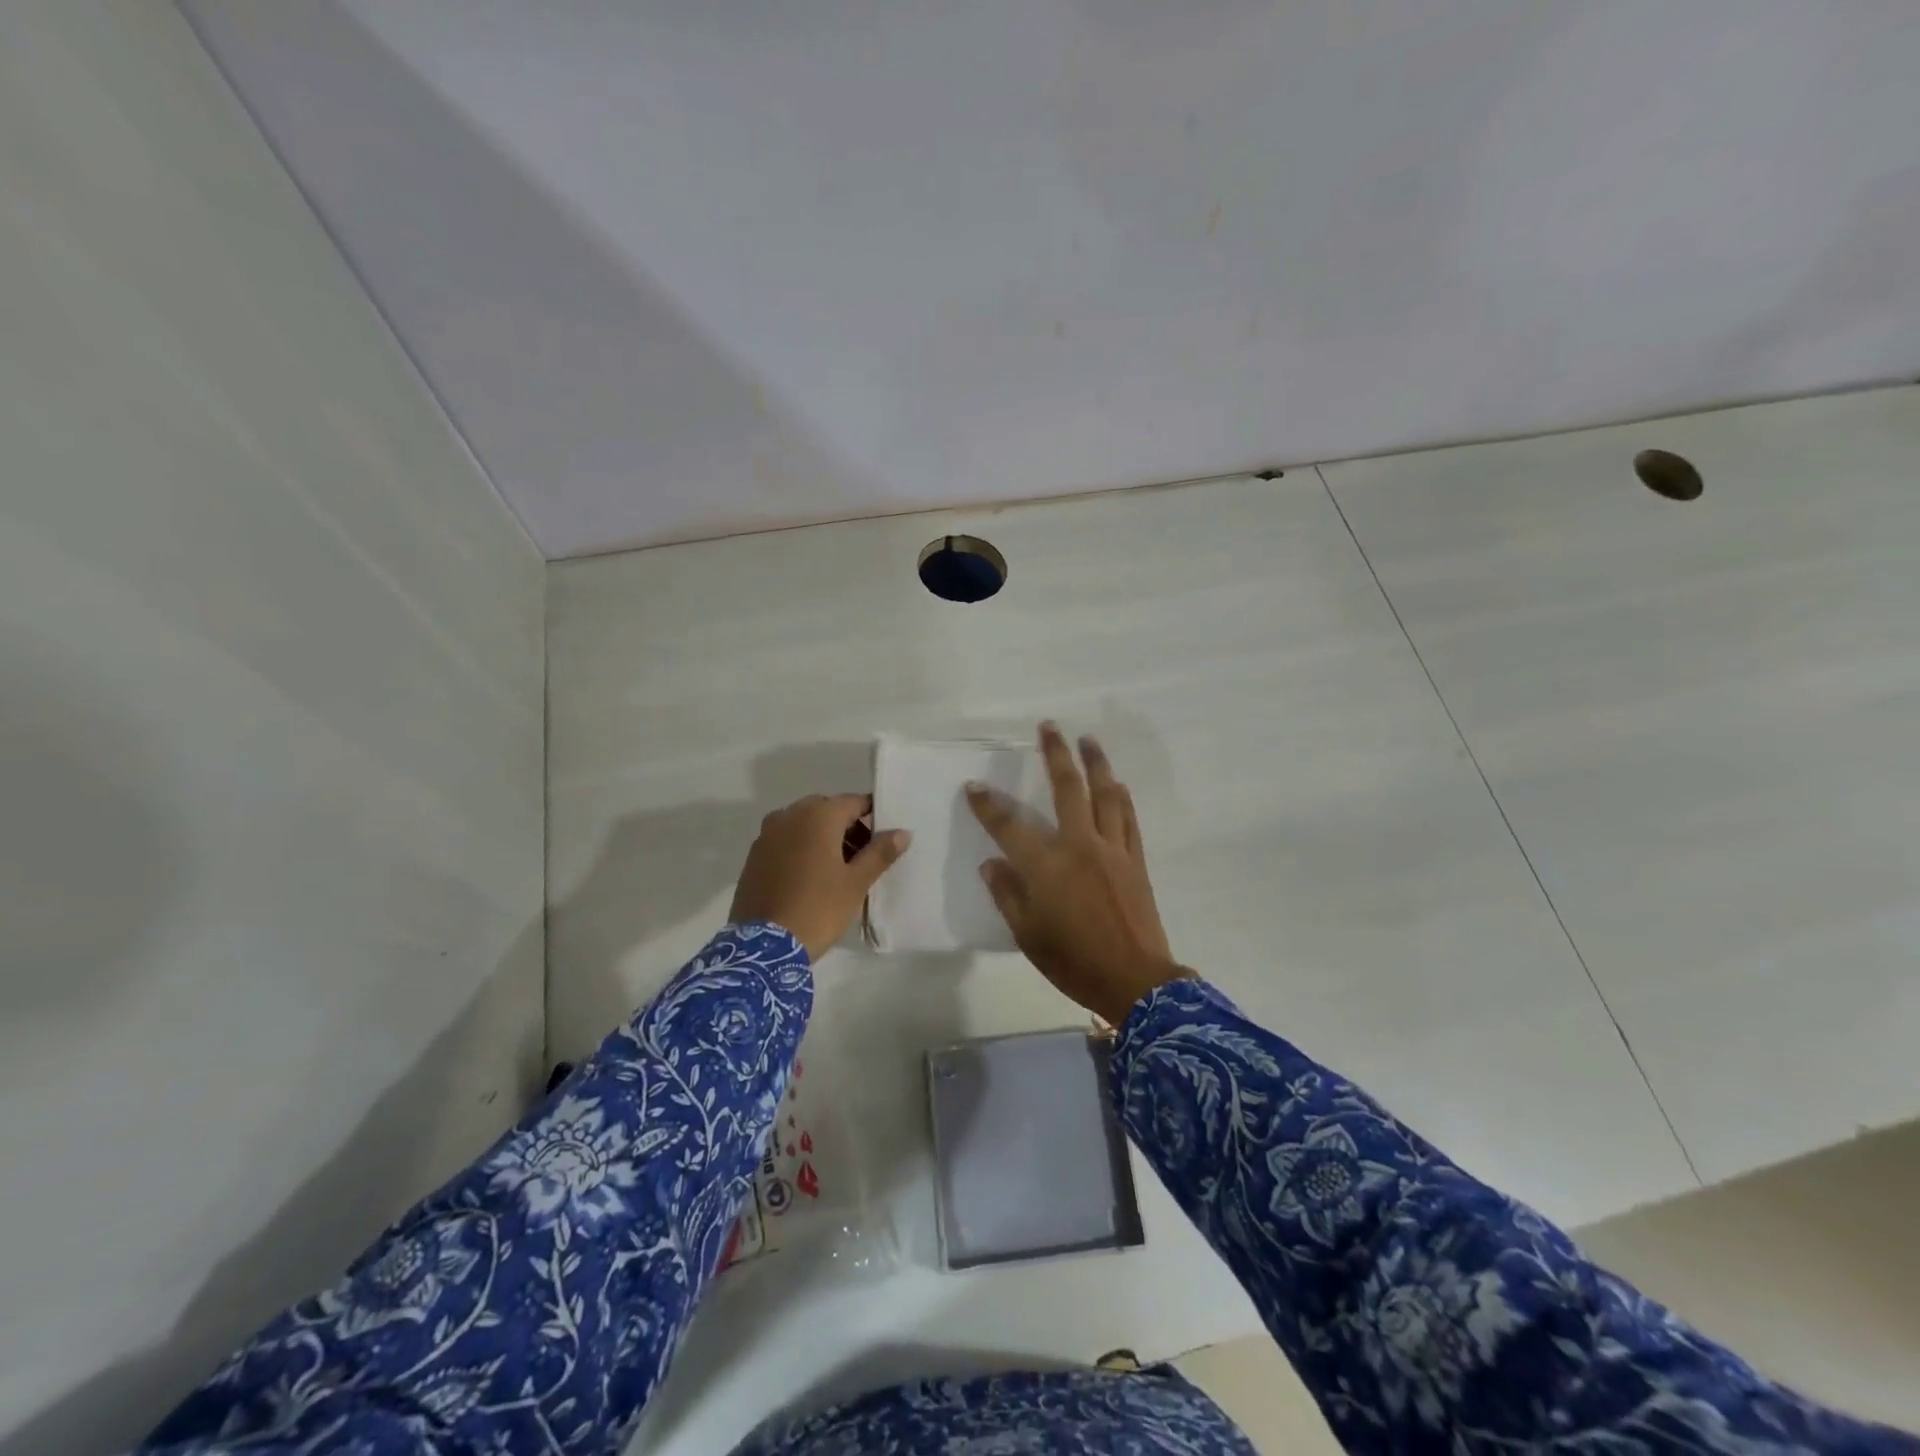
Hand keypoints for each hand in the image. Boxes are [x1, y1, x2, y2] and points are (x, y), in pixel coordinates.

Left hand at [730, 794, 909, 960]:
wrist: (763, 947)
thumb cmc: (818, 909)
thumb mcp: (856, 883)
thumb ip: (880, 852)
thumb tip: (903, 832)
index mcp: (818, 815)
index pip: (854, 802)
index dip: (873, 816)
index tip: (884, 838)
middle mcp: (789, 815)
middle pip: (827, 810)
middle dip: (847, 826)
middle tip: (862, 857)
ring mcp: (767, 834)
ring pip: (804, 824)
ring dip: (823, 836)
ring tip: (838, 869)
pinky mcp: (754, 855)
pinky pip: (785, 840)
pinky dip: (801, 848)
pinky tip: (810, 877)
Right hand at [968, 723, 1186, 1024]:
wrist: (1134, 980)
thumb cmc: (1073, 960)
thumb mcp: (1027, 934)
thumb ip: (1007, 893)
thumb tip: (992, 863)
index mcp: (1047, 865)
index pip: (1009, 825)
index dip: (988, 804)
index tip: (974, 786)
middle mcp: (1080, 845)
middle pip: (1067, 788)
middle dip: (1055, 754)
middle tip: (1049, 727)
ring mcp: (1112, 849)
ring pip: (1105, 795)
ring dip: (1096, 764)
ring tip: (1089, 740)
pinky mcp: (1134, 860)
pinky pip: (1128, 819)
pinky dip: (1121, 797)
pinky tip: (1118, 784)